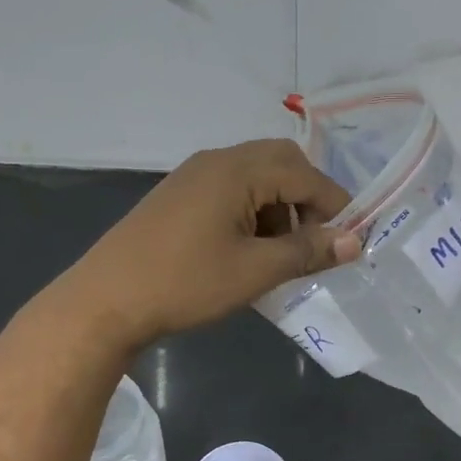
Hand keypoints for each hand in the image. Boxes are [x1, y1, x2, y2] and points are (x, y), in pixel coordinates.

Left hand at [62, 139, 361, 346]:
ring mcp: (194, 174)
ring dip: (279, 206)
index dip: (334, 206)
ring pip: (256, 176)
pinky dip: (252, 210)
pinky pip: (231, 188)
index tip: (351, 241)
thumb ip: (307, 251)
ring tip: (280, 253)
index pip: (305, 175)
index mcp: (238, 170)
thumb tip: (355, 241)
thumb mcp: (255, 271)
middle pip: (281, 163)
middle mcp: (217, 160)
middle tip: (314, 241)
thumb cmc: (185, 283)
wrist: (105, 300)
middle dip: (306, 199)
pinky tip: (247, 249)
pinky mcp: (179, 194)